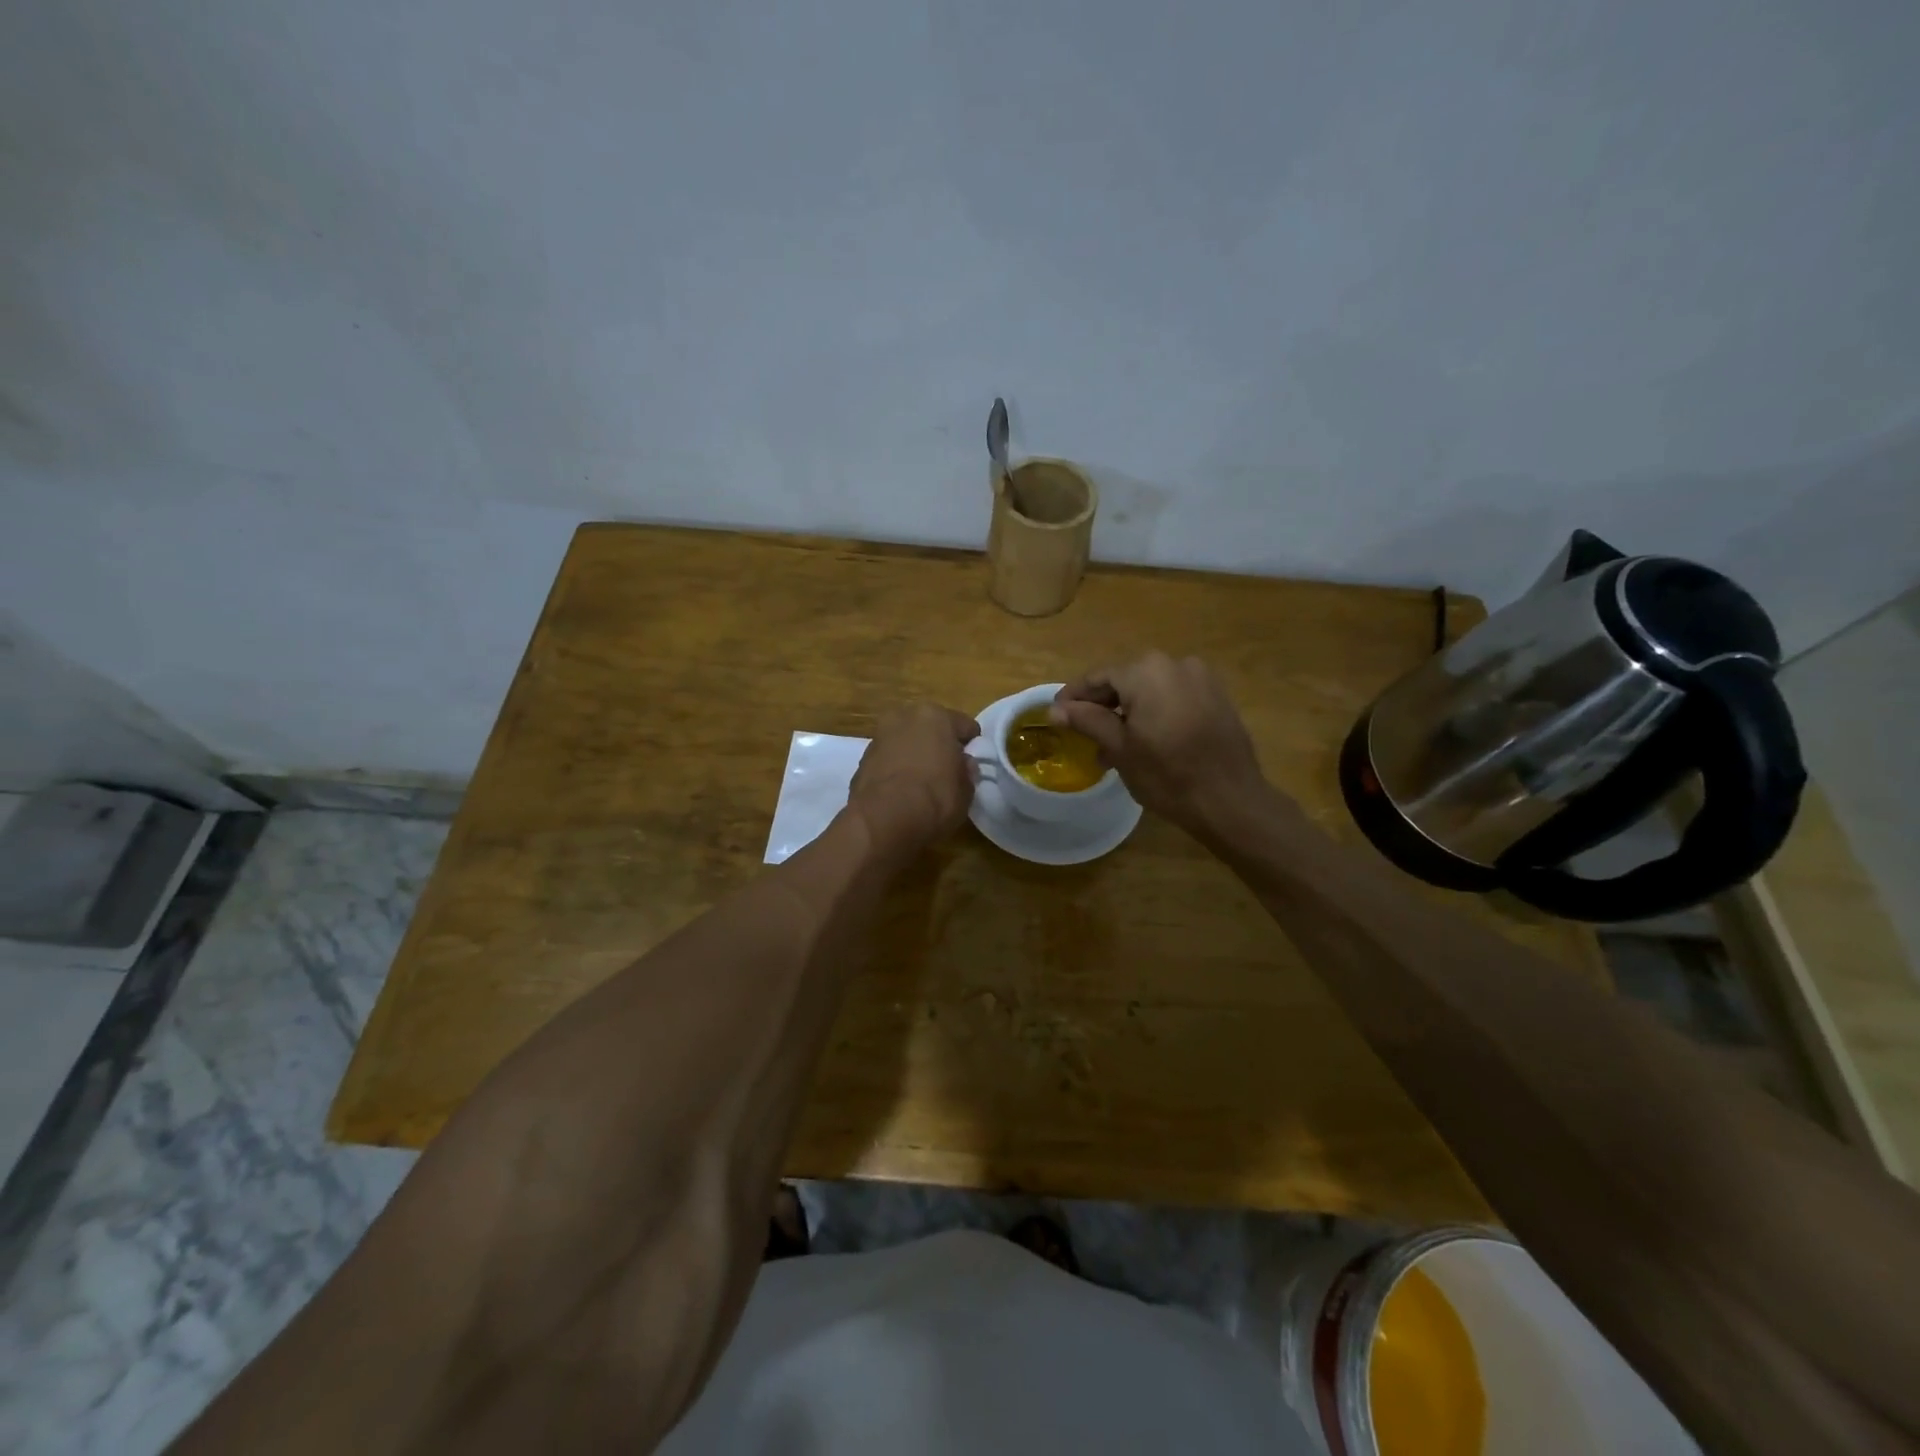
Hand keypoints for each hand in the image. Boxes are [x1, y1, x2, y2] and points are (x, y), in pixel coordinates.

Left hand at [848, 704, 980, 853]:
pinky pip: (888, 760)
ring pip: (905, 741)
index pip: (964, 726)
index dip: (971, 745)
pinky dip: (895, 769)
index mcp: (935, 716)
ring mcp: (879, 737)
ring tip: (922, 783)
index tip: (972, 764)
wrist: (883, 820)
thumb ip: (966, 772)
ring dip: (913, 755)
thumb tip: (964, 765)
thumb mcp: (966, 791)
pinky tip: (901, 791)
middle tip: (946, 770)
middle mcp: (904, 717)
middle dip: (938, 745)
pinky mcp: (862, 759)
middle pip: (930, 728)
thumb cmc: (935, 798)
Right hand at [1050, 653, 1271, 835]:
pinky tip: (1148, 739)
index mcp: (1145, 671)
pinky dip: (1157, 711)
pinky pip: (1175, 697)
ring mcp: (1201, 678)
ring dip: (1130, 710)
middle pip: (1126, 680)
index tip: (1056, 714)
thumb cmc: (1167, 775)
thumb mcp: (1119, 748)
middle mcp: (1174, 663)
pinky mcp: (1218, 696)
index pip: (1098, 678)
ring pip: (1151, 689)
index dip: (1074, 697)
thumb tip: (1056, 709)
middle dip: (1103, 705)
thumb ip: (1087, 721)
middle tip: (1084, 732)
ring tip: (1115, 743)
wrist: (1230, 799)